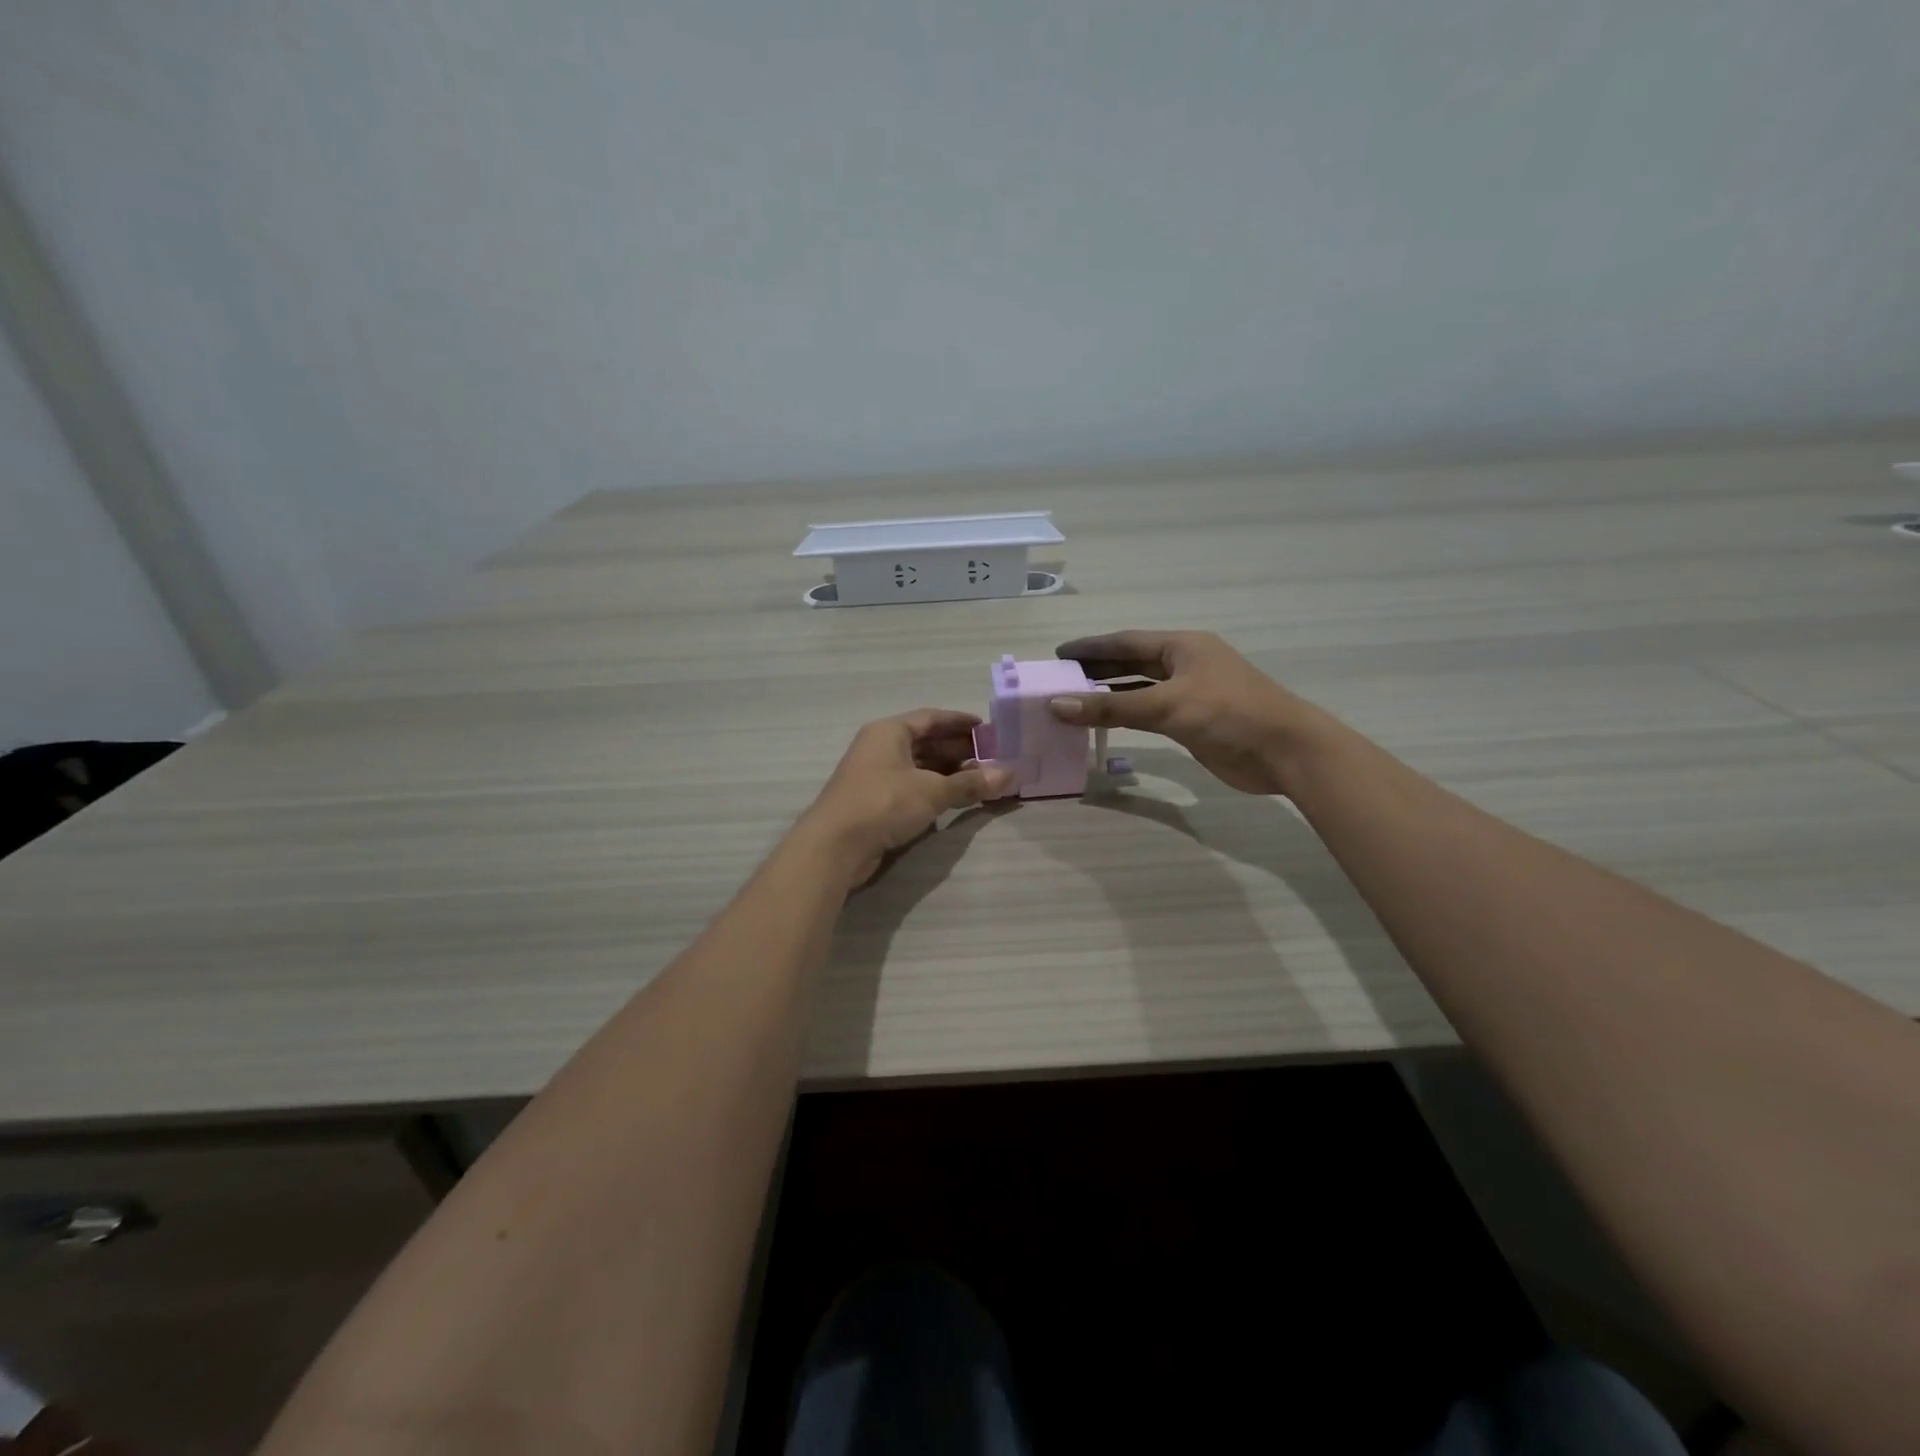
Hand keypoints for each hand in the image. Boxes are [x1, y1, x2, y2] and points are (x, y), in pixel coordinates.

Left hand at [799, 710, 1014, 885]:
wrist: (835, 846)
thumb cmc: (883, 803)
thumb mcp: (932, 791)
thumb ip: (970, 783)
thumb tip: (1008, 774)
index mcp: (890, 732)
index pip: (931, 718)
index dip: (960, 722)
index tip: (988, 729)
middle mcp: (880, 748)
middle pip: (926, 742)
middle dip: (959, 749)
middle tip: (992, 757)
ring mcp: (876, 776)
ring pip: (919, 766)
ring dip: (949, 772)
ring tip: (981, 779)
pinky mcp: (875, 802)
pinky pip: (912, 787)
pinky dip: (934, 790)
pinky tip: (956, 799)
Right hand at [1048, 630, 1336, 795]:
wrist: (1285, 751)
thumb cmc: (1229, 714)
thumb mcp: (1167, 706)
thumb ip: (1111, 706)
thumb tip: (1057, 704)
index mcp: (1182, 646)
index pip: (1125, 642)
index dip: (1090, 647)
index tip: (1057, 654)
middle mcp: (1184, 664)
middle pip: (1131, 662)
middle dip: (1096, 669)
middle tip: (1058, 679)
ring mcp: (1190, 693)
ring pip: (1139, 689)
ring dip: (1109, 694)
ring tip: (1072, 700)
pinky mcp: (1193, 721)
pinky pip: (1149, 712)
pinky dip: (1126, 715)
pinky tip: (1104, 722)